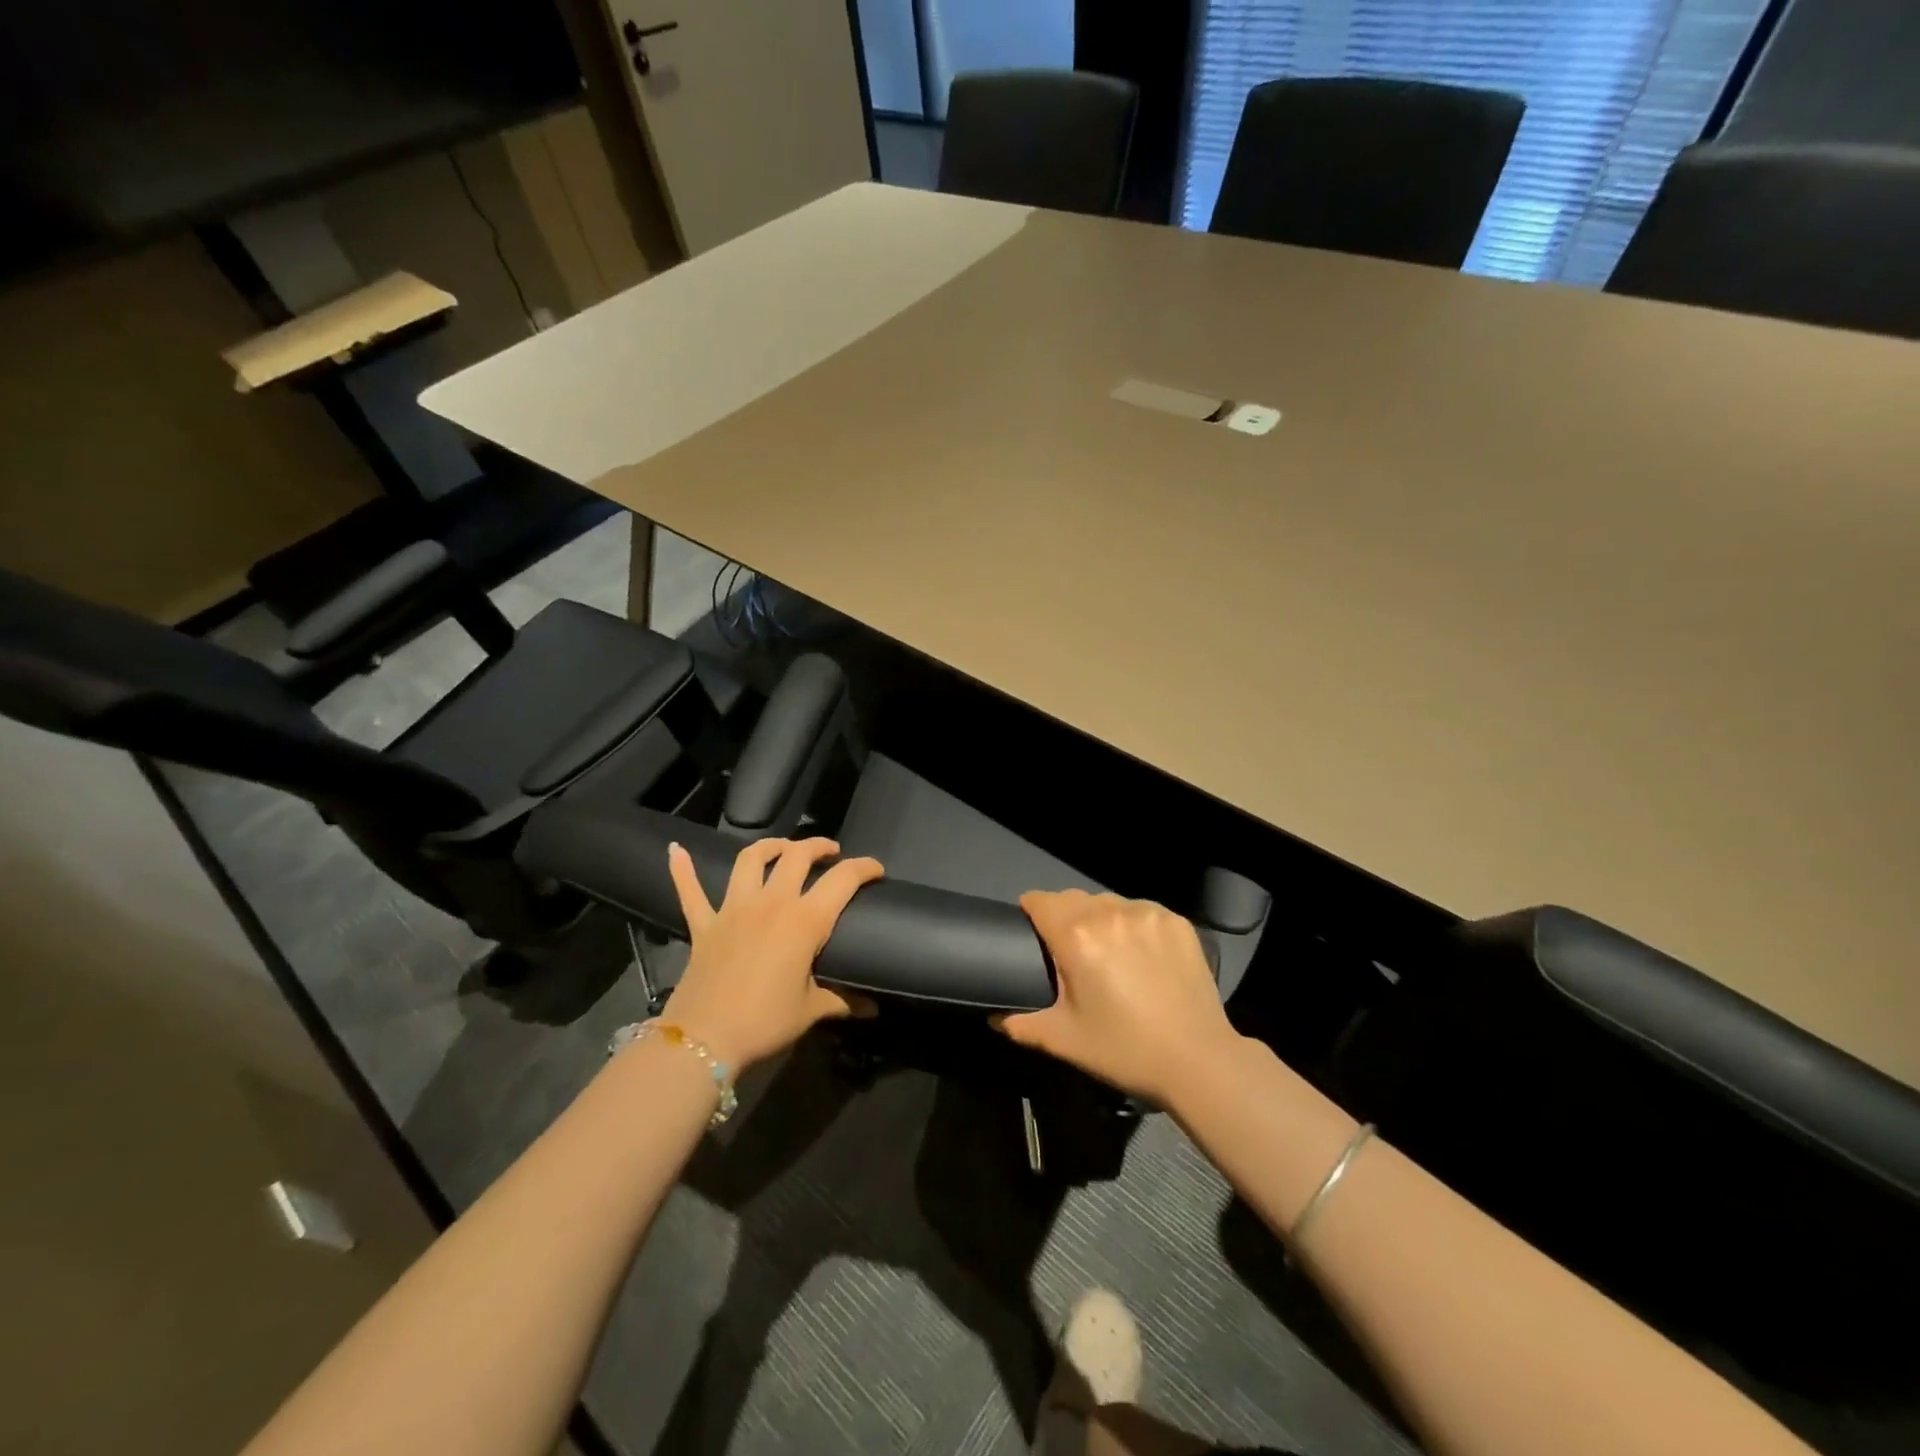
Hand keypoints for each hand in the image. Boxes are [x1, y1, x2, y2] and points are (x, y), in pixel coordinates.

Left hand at [660, 837, 882, 1070]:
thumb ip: (843, 1001)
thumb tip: (873, 1009)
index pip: (843, 879)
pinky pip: (690, 891)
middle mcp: (771, 903)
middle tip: (831, 852)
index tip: (877, 870)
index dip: (864, 867)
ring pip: (751, 860)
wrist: (704, 1040)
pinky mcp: (704, 924)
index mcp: (804, 921)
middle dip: (818, 846)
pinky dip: (683, 869)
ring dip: (770, 846)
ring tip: (783, 848)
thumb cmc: (765, 1022)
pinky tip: (676, 850)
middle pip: (797, 855)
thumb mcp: (811, 1010)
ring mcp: (733, 909)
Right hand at [996, 889, 1236, 1105]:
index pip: (1039, 900)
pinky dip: (1134, 925)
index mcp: (1076, 935)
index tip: (1032, 934)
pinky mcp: (1177, 921)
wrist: (1198, 1061)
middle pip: (1072, 898)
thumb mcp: (1063, 1040)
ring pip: (1108, 902)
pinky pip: (1142, 911)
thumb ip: (1020, 1024)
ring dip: (1100, 919)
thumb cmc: (1123, 1049)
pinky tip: (1142, 955)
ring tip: (1109, 954)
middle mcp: (1110, 912)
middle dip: (1064, 918)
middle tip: (1070, 954)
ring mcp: (1148, 913)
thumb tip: (992, 1016)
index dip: (1030, 913)